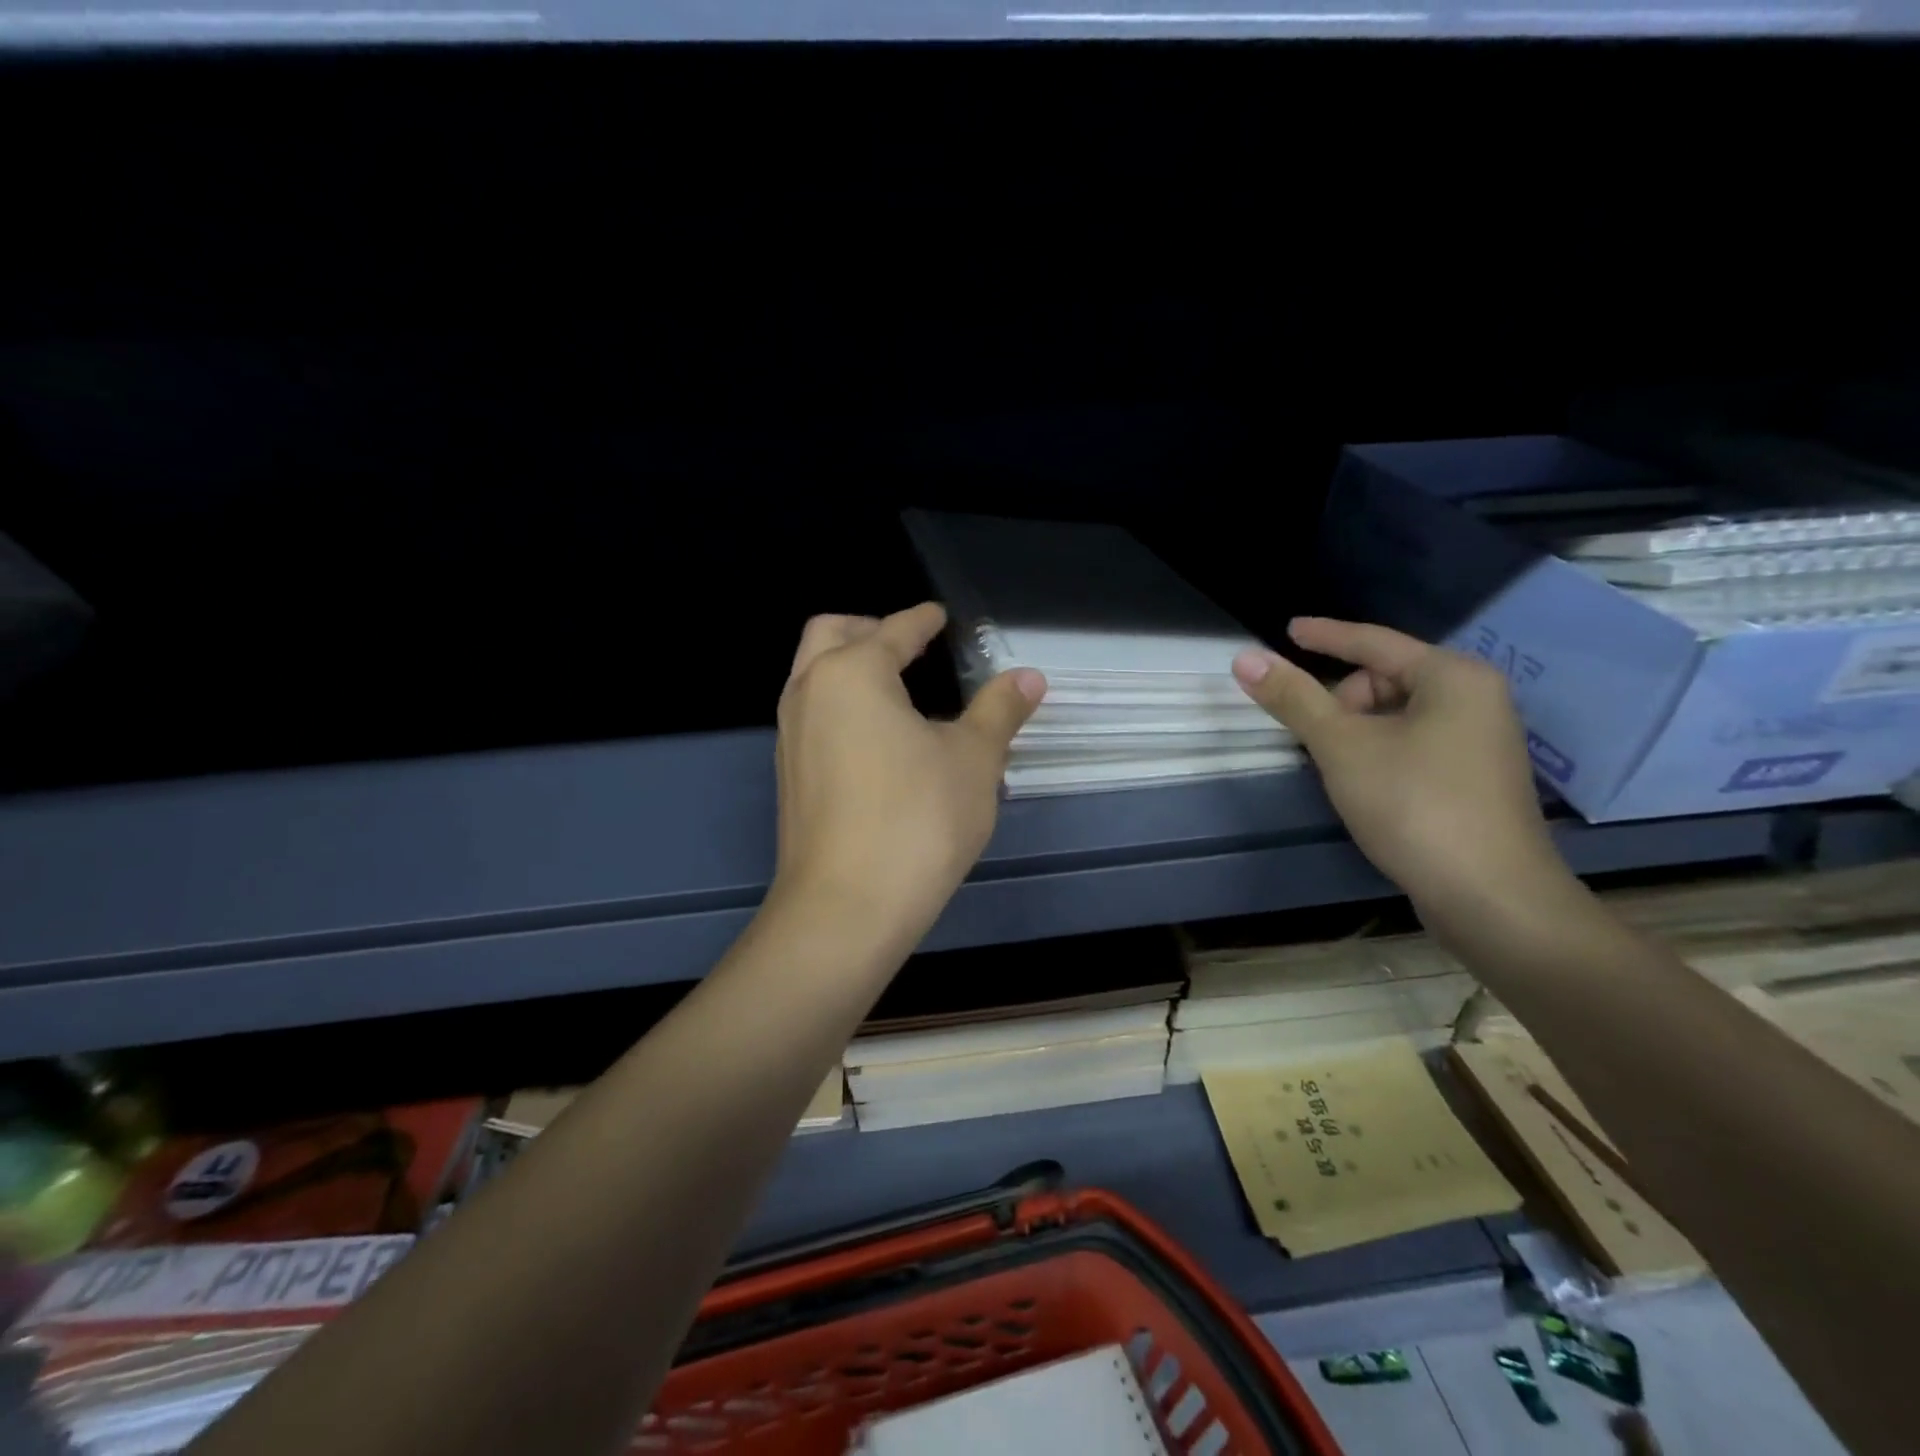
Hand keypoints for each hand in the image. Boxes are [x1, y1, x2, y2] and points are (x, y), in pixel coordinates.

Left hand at [772, 603, 1045, 942]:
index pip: (892, 630)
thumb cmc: (917, 819)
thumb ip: (998, 710)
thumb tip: (1029, 677)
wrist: (847, 908)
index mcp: (852, 673)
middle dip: (867, 628)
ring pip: (811, 676)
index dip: (921, 620)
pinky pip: (812, 717)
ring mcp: (790, 737)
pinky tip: (875, 739)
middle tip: (907, 643)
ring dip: (847, 666)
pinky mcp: (789, 777)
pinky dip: (839, 706)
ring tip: (895, 689)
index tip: (939, 617)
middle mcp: (809, 693)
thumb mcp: (973, 759)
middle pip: (829, 634)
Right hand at [1232, 618, 1568, 914]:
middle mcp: (1476, 698)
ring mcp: (1481, 740)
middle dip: (1342, 699)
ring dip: (1357, 730)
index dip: (1325, 635)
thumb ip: (1293, 698)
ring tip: (1334, 765)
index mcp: (1452, 676)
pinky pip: (1414, 742)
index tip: (1287, 630)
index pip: (1374, 641)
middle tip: (1315, 736)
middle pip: (1387, 678)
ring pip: (1399, 714)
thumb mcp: (1341, 746)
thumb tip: (1245, 658)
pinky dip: (1380, 750)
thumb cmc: (1414, 804)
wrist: (1490, 896)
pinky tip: (1363, 783)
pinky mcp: (1476, 778)